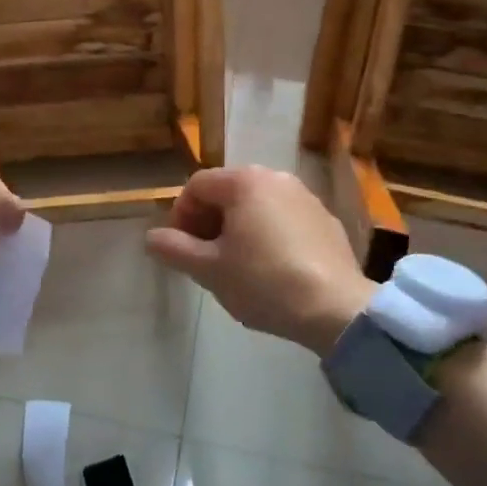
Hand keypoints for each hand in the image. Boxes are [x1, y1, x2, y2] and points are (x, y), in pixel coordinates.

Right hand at [144, 166, 376, 355]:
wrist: (335, 308)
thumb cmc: (263, 282)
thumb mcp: (209, 269)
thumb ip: (174, 249)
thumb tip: (151, 237)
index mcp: (244, 181)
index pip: (197, 185)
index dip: (180, 215)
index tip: (181, 249)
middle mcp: (276, 177)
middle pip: (227, 191)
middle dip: (209, 221)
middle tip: (205, 258)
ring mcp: (306, 197)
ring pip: (257, 205)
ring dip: (238, 228)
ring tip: (237, 265)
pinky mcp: (326, 220)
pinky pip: (284, 219)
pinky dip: (269, 234)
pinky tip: (272, 268)